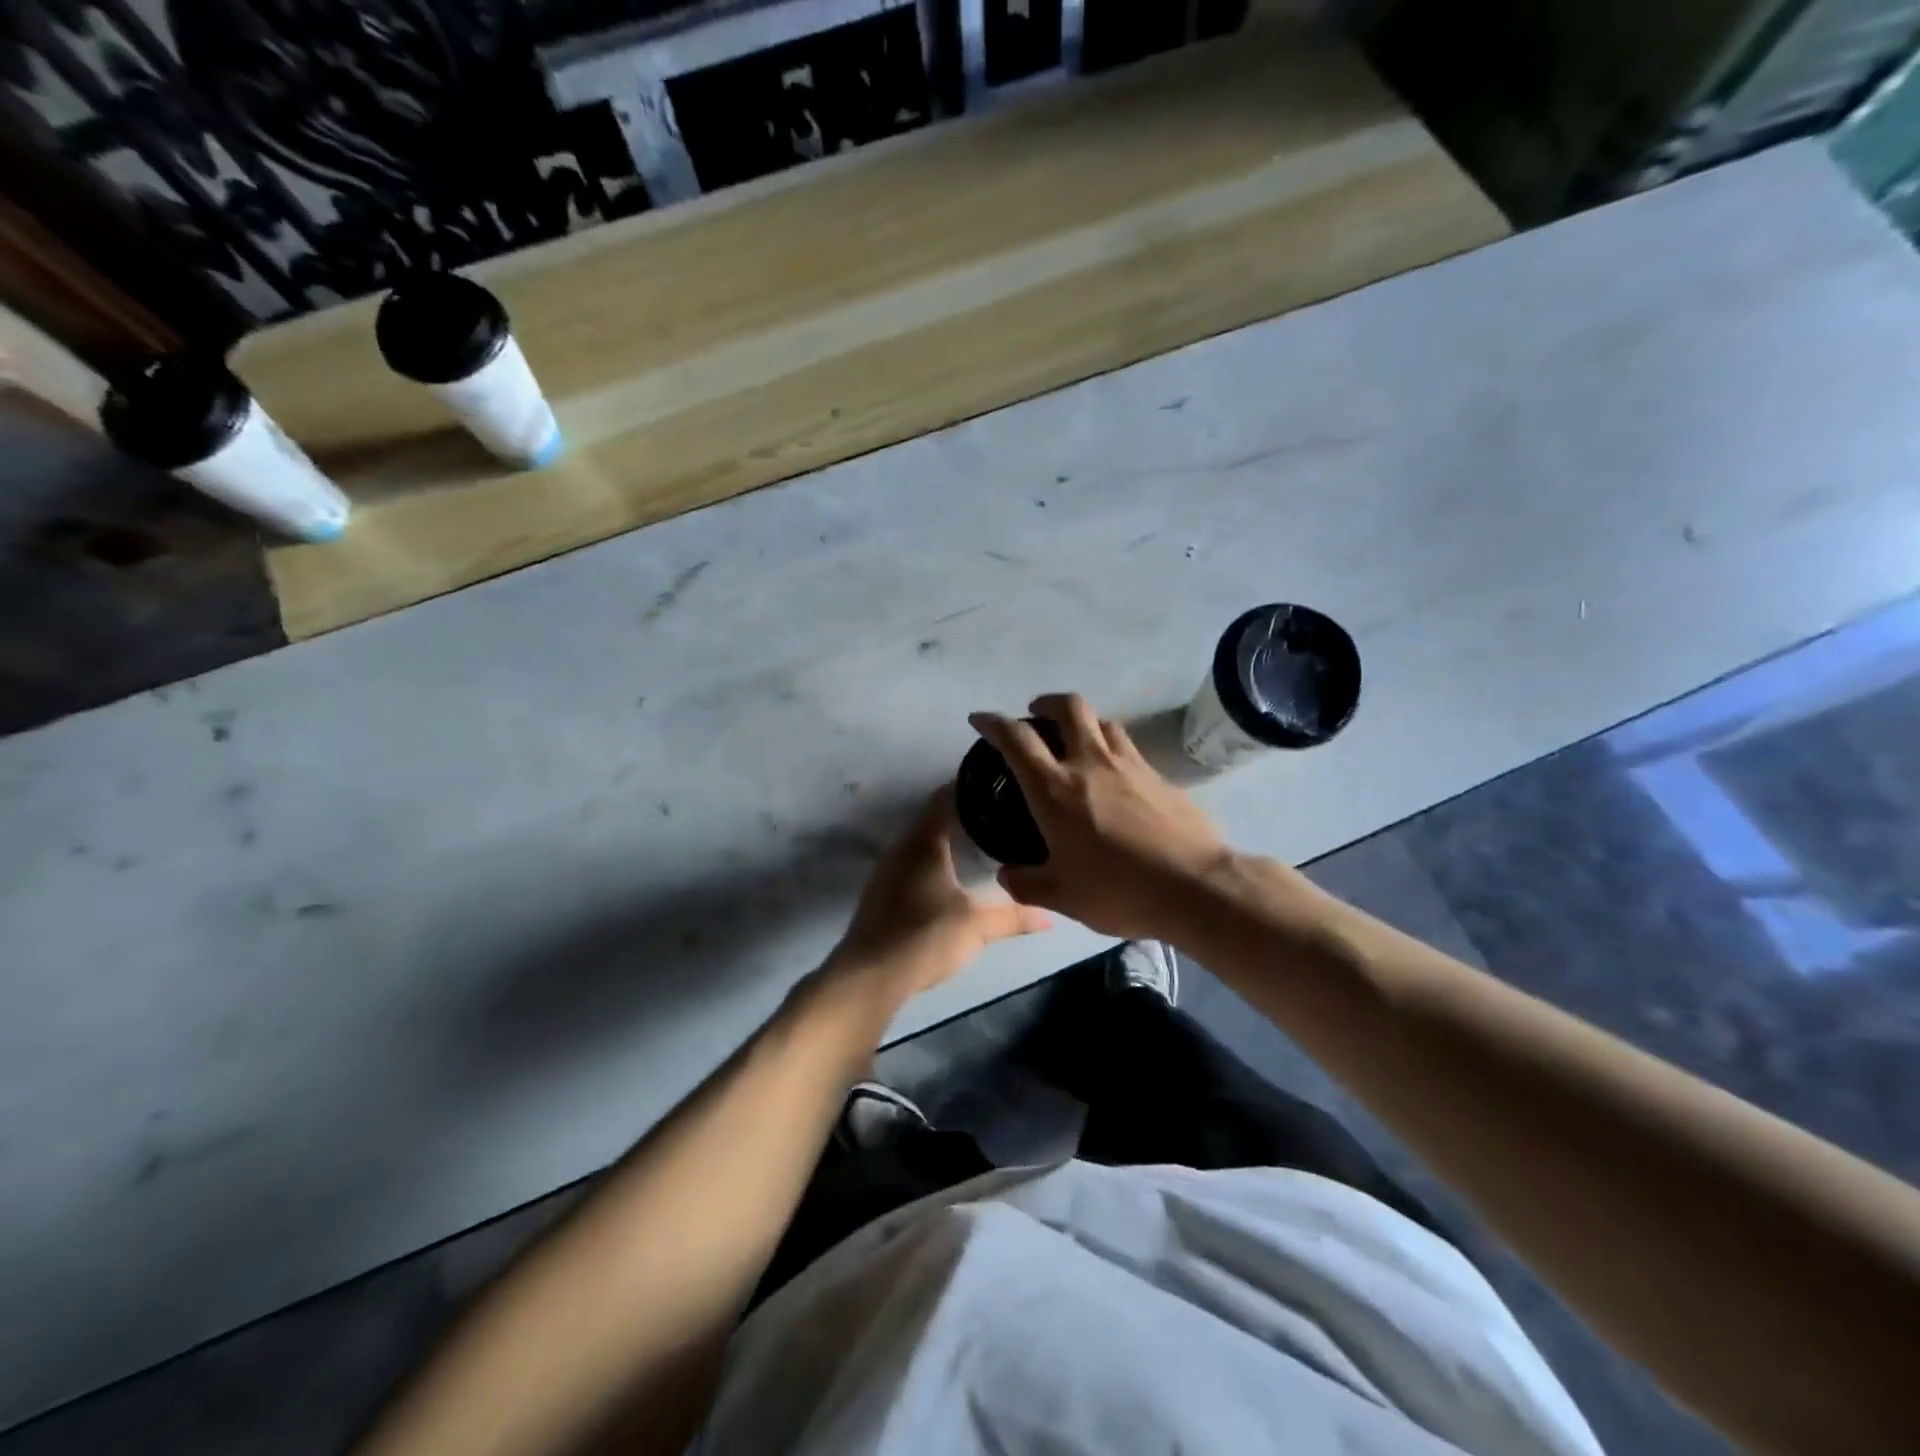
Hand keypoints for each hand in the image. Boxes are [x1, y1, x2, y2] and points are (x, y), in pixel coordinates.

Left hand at [828, 788, 1050, 1001]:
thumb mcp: (978, 926)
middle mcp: (901, 847)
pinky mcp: (879, 893)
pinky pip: (910, 864)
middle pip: (933, 819)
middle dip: (963, 816)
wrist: (870, 975)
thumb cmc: (926, 936)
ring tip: (979, 844)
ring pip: (920, 843)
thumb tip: (1050, 916)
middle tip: (998, 817)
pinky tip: (950, 878)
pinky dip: (931, 863)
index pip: (946, 798)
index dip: (970, 789)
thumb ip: (1014, 916)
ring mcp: (886, 870)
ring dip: (945, 841)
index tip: (998, 787)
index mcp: (924, 841)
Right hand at [969, 694, 1237, 940]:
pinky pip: (1128, 747)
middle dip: (1046, 702)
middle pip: (1068, 707)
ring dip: (1083, 721)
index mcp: (1055, 790)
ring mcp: (1129, 765)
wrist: (1195, 887)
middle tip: (1036, 714)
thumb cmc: (1119, 890)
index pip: (1017, 739)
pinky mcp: (1159, 776)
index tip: (980, 719)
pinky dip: (1111, 747)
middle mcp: (1090, 764)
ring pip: (1103, 721)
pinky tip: (1113, 775)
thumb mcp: (1062, 897)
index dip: (993, 723)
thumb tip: (1006, 874)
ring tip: (1076, 739)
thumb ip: (1025, 883)